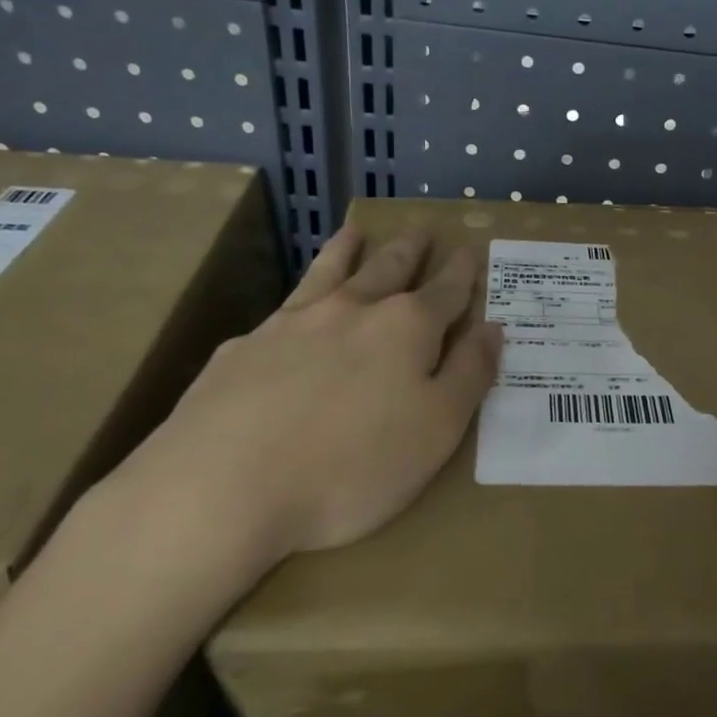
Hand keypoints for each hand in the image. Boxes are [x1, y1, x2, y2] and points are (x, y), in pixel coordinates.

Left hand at [87, 226, 500, 616]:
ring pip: (328, 272)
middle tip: (421, 230)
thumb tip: (492, 327)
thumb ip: (470, 374)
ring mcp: (291, 324)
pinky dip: (297, 297)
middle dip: (410, 249)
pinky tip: (291, 311)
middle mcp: (350, 311)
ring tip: (355, 230)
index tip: (469, 248)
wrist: (224, 486)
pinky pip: (281, 310)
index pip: (445, 289)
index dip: (462, 270)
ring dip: (347, 249)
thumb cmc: (352, 465)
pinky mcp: (244, 349)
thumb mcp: (437, 429)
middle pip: (388, 268)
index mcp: (405, 328)